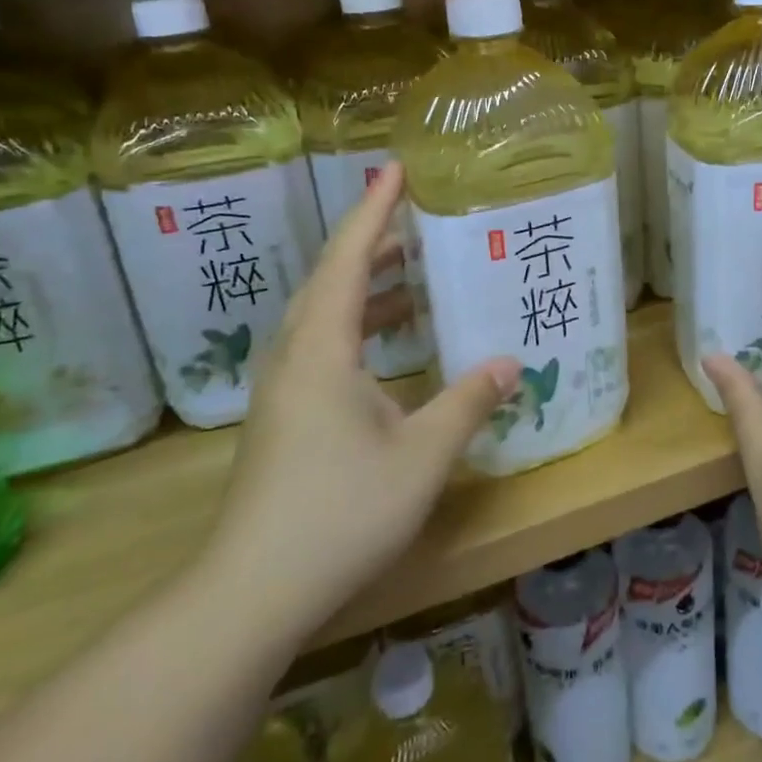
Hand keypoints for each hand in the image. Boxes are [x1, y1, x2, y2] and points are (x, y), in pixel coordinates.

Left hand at [204, 162, 518, 634]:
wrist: (250, 591)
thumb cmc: (340, 512)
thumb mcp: (421, 456)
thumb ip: (467, 403)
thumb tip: (511, 363)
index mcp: (323, 349)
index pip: (350, 260)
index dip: (374, 211)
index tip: (395, 170)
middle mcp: (295, 355)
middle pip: (332, 279)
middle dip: (374, 243)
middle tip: (417, 219)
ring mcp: (283, 388)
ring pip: (325, 315)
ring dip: (368, 287)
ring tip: (416, 275)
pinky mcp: (284, 416)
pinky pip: (323, 345)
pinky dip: (359, 326)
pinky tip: (390, 347)